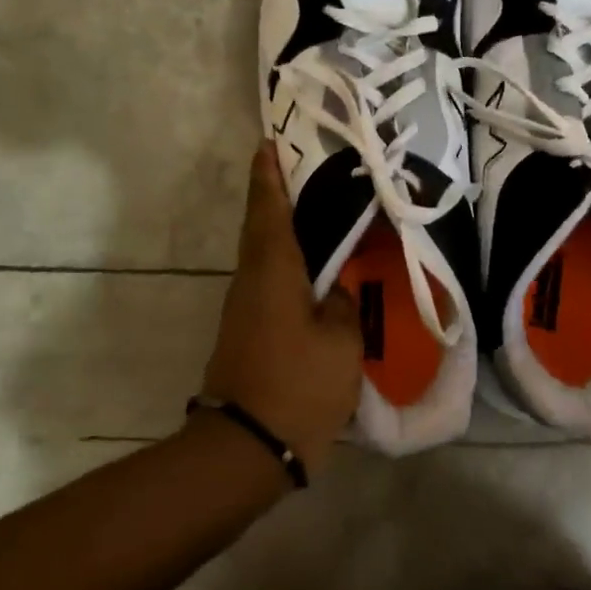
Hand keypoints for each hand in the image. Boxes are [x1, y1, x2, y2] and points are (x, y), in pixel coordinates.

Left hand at [201, 143, 364, 474]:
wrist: (246, 447)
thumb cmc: (297, 383)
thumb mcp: (340, 340)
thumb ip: (344, 303)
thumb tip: (338, 287)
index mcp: (273, 268)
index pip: (269, 208)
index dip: (270, 174)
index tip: (269, 142)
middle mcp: (253, 279)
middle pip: (264, 225)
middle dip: (279, 194)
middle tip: (310, 170)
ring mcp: (247, 306)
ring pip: (267, 253)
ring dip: (287, 228)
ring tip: (323, 212)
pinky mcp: (250, 330)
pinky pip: (272, 280)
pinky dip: (291, 263)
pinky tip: (317, 269)